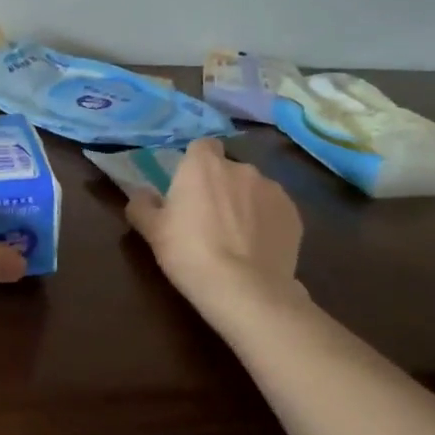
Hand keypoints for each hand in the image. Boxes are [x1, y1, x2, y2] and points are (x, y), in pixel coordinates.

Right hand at [125, 139, 307, 312]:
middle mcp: (241, 168)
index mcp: (203, 165)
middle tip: (209, 218)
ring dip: (245, 204)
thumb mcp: (152, 231)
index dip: (197, 163)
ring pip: (254, 190)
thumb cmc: (189, 253)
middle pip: (229, 169)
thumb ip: (142, 205)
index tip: (190, 186)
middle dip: (221, 186)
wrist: (244, 289)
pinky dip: (267, 222)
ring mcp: (273, 190)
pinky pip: (275, 211)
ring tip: (237, 237)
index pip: (202, 146)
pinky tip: (257, 248)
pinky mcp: (294, 214)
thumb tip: (140, 194)